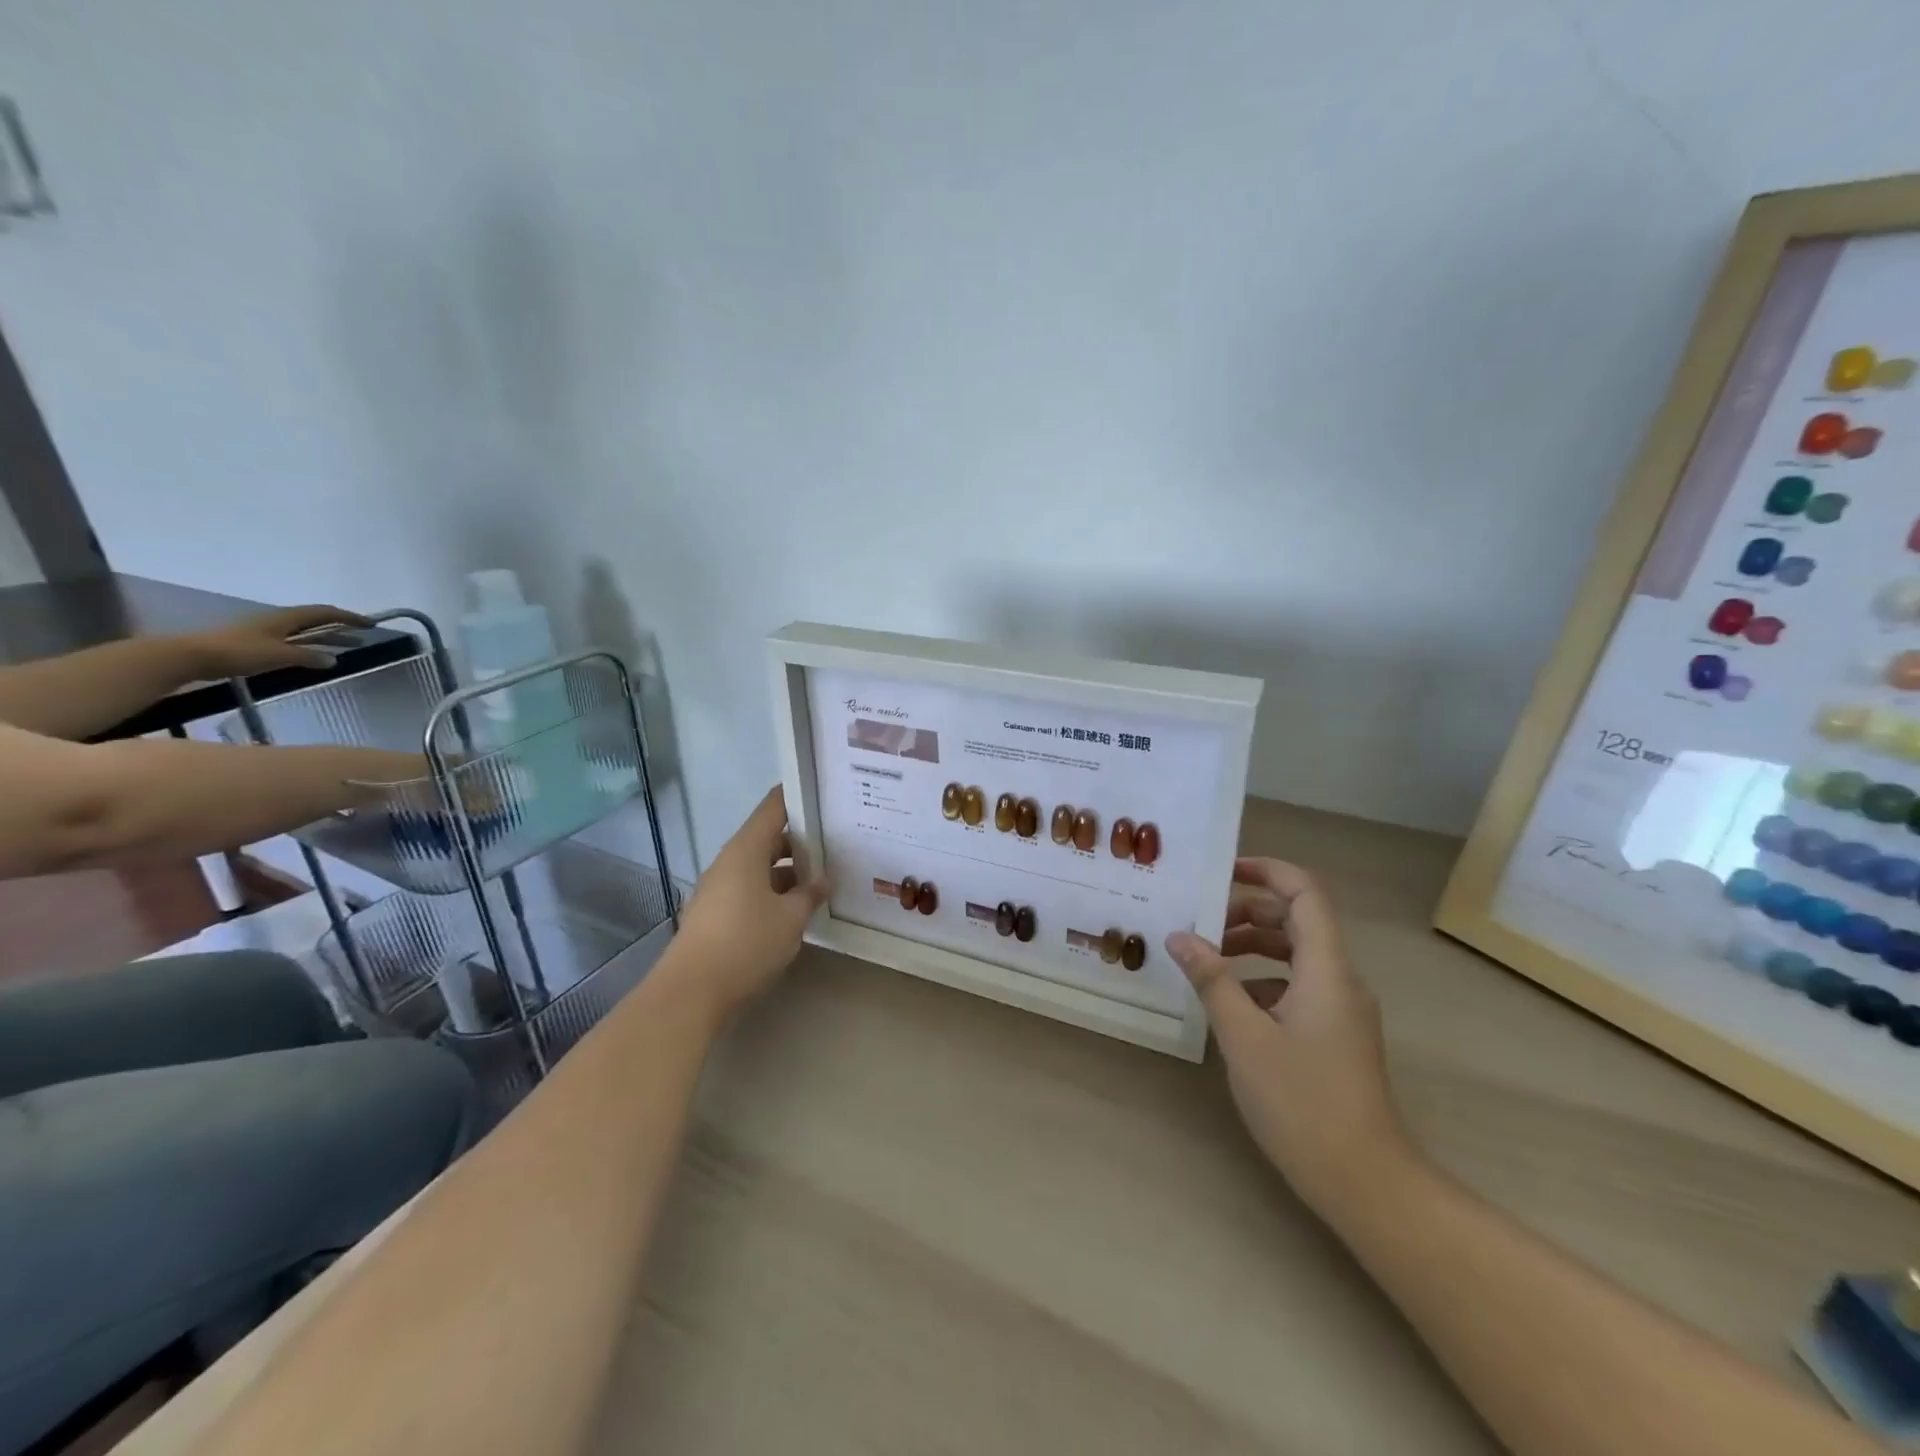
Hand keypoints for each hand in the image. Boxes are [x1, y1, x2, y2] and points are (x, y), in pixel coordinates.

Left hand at [181, 605, 370, 678]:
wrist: (190, 656)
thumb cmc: (238, 652)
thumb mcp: (278, 655)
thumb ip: (308, 656)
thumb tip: (333, 659)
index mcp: (285, 618)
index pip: (324, 613)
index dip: (348, 617)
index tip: (370, 623)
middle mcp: (277, 621)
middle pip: (315, 620)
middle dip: (341, 627)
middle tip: (363, 635)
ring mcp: (264, 631)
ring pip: (304, 632)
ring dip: (326, 637)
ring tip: (346, 647)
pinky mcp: (255, 644)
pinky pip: (292, 641)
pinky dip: (309, 646)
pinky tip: (313, 656)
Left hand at [669, 786, 827, 1023]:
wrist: (691, 993)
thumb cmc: (746, 943)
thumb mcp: (791, 918)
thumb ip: (810, 894)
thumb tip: (823, 880)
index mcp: (746, 850)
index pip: (774, 807)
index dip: (798, 797)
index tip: (826, 796)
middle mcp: (729, 862)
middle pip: (768, 837)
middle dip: (801, 841)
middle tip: (836, 844)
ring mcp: (718, 888)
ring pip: (759, 867)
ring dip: (788, 871)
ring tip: (823, 880)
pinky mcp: (715, 913)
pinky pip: (750, 890)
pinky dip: (773, 892)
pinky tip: (795, 909)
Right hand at [1165, 857, 1414, 1216]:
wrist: (1367, 1183)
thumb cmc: (1303, 1103)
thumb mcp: (1244, 1037)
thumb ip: (1212, 980)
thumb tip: (1179, 937)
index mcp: (1326, 969)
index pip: (1305, 893)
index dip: (1267, 871)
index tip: (1222, 871)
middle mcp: (1339, 980)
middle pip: (1297, 920)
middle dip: (1247, 911)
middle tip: (1199, 922)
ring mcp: (1340, 1009)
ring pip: (1295, 953)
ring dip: (1251, 945)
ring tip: (1205, 958)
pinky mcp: (1334, 1034)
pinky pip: (1296, 984)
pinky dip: (1260, 978)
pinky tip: (1228, 1002)